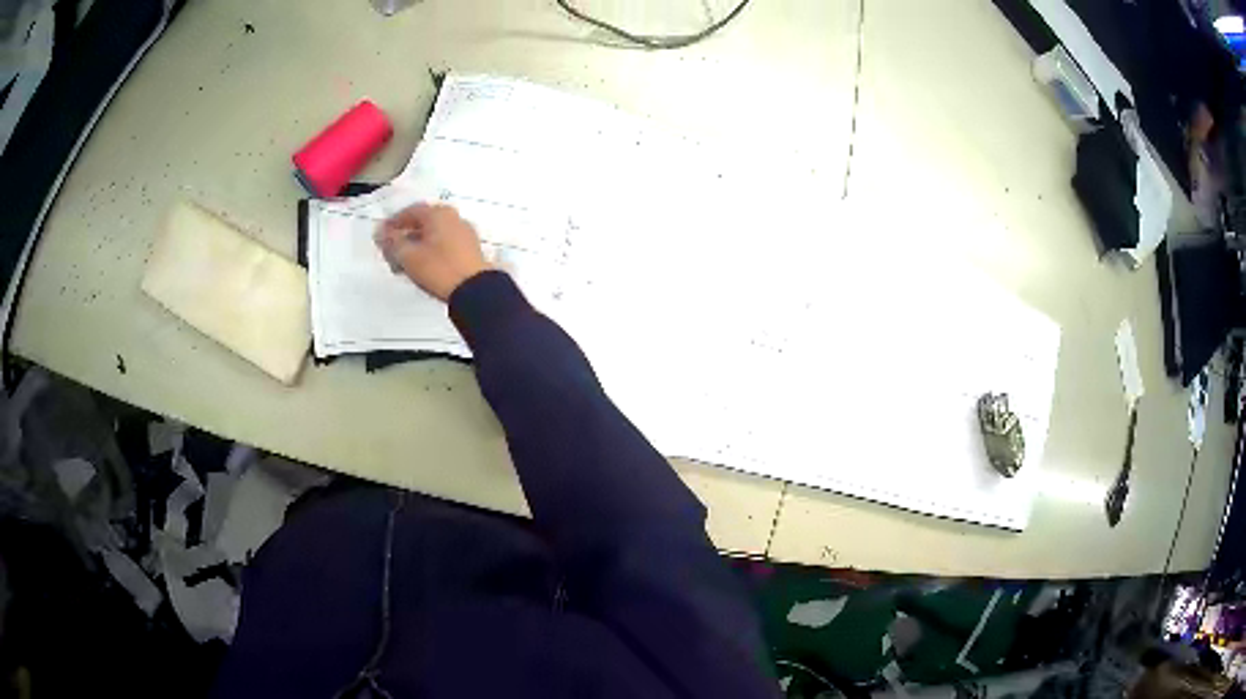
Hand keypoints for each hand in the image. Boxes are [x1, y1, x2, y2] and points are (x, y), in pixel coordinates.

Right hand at [375, 203, 488, 301]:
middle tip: (390, 253)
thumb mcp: (408, 256)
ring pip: (433, 235)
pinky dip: (430, 252)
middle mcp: (453, 218)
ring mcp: (464, 233)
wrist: (475, 290)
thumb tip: (380, 233)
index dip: (393, 223)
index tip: (381, 236)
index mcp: (438, 213)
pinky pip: (444, 245)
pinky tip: (422, 268)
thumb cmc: (439, 269)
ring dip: (416, 247)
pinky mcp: (470, 250)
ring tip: (403, 265)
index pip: (410, 211)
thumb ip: (392, 242)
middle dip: (404, 237)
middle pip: (422, 223)